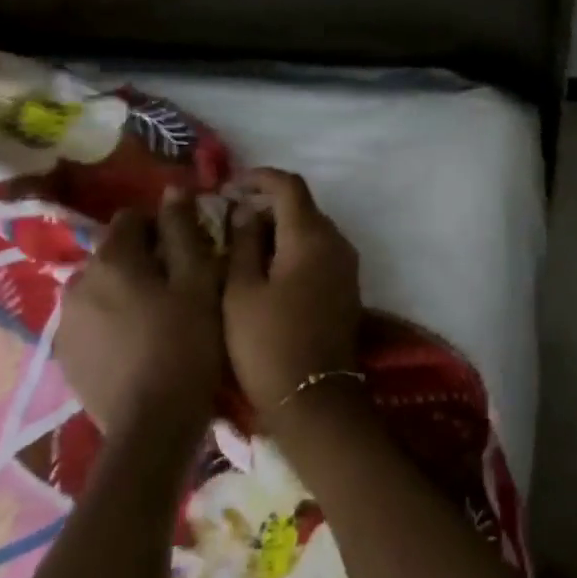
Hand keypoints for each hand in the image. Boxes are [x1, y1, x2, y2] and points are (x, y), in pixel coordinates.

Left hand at [57, 188, 223, 432]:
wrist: (153, 426)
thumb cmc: (187, 343)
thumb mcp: (199, 279)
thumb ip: (184, 230)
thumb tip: (174, 190)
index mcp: (111, 258)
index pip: (133, 218)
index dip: (163, 229)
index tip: (188, 251)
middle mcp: (77, 281)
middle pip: (114, 253)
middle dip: (143, 260)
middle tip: (178, 287)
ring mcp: (65, 322)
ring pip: (101, 287)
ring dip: (125, 291)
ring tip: (158, 318)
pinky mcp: (64, 356)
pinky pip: (92, 320)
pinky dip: (112, 322)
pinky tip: (137, 344)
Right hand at [223, 169, 362, 419]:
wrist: (314, 399)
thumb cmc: (267, 343)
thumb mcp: (240, 291)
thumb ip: (243, 242)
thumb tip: (244, 210)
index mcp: (311, 236)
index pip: (289, 186)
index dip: (259, 178)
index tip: (230, 186)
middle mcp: (337, 242)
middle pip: (303, 206)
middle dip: (267, 204)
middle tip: (229, 218)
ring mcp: (346, 265)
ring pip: (311, 229)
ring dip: (280, 228)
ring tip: (242, 244)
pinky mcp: (347, 287)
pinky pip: (319, 251)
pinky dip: (294, 248)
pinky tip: (267, 268)